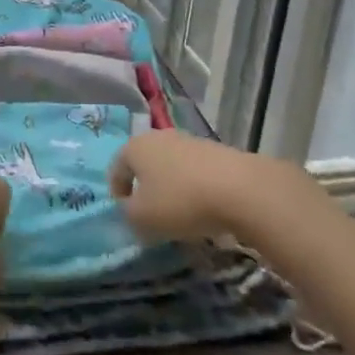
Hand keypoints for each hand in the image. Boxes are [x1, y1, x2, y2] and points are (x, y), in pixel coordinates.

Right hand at [110, 131, 319, 243]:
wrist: (238, 188)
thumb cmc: (179, 201)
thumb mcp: (141, 218)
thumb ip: (127, 214)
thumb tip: (131, 209)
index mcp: (135, 147)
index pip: (116, 168)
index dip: (118, 194)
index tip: (127, 216)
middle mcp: (159, 137)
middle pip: (144, 165)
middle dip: (145, 189)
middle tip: (151, 216)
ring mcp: (188, 141)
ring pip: (170, 168)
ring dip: (170, 189)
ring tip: (180, 217)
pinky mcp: (214, 151)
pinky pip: (194, 173)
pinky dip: (193, 189)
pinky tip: (203, 210)